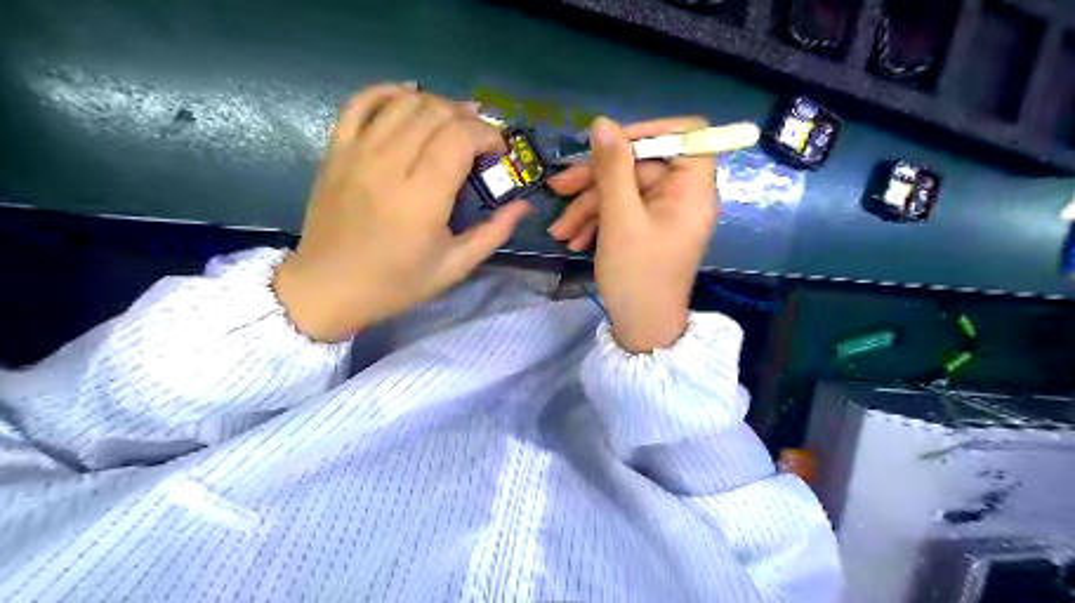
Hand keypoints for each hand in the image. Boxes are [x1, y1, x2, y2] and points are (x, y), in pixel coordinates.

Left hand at [273, 82, 529, 343]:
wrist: (328, 287)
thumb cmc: (396, 283)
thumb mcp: (454, 267)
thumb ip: (494, 232)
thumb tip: (524, 205)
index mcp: (422, 198)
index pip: (460, 138)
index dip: (487, 135)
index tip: (498, 153)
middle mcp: (389, 165)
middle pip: (435, 113)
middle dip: (468, 118)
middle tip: (481, 140)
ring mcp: (357, 153)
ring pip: (403, 102)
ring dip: (436, 103)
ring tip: (453, 122)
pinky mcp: (336, 150)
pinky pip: (360, 102)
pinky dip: (388, 91)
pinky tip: (409, 97)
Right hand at [548, 114, 715, 349]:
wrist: (642, 329)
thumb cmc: (637, 276)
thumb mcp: (620, 219)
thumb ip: (612, 169)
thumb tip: (602, 123)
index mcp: (692, 188)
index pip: (684, 135)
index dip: (647, 132)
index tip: (609, 144)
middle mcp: (683, 195)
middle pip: (641, 165)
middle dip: (597, 179)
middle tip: (558, 188)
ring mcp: (664, 213)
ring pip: (625, 189)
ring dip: (589, 206)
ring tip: (560, 231)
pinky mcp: (649, 228)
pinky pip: (624, 211)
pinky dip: (598, 221)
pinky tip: (574, 240)